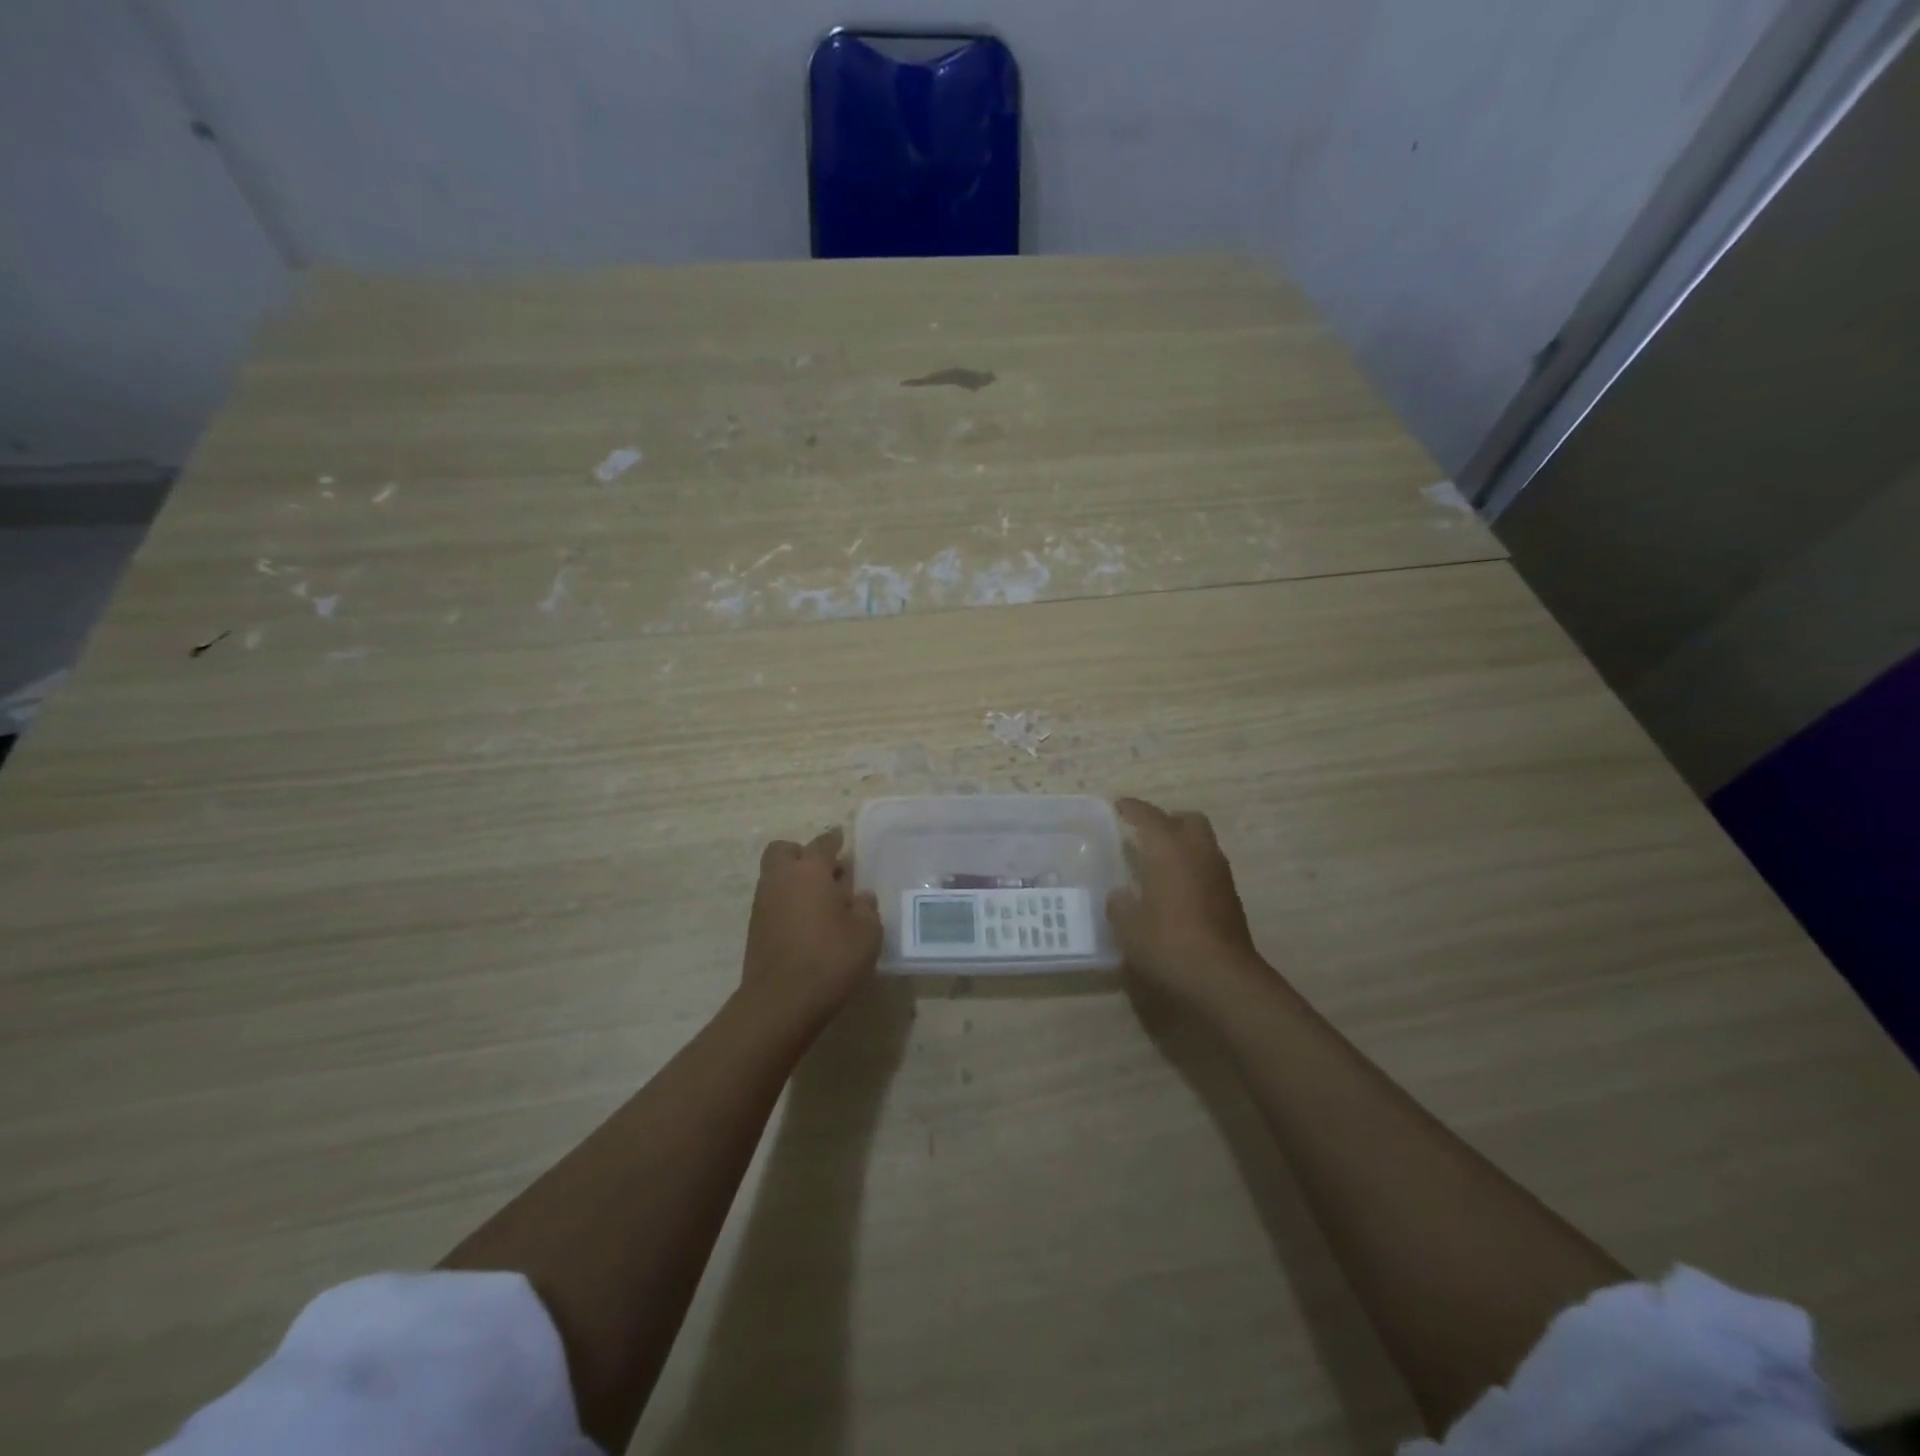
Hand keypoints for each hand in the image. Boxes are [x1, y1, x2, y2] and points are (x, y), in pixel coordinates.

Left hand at [742, 827, 881, 1025]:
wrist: (781, 1001)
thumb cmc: (831, 958)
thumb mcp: (867, 933)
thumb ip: (866, 909)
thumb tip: (861, 897)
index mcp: (810, 870)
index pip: (822, 843)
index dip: (834, 840)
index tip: (842, 839)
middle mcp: (781, 879)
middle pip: (784, 851)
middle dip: (802, 854)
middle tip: (826, 871)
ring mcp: (763, 903)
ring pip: (775, 876)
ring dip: (794, 880)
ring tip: (822, 902)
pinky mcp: (755, 928)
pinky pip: (772, 901)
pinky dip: (787, 903)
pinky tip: (808, 923)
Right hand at [1107, 798, 1269, 1009]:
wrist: (1223, 978)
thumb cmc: (1168, 943)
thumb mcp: (1129, 927)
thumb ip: (1120, 905)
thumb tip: (1120, 895)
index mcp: (1169, 849)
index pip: (1148, 816)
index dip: (1132, 809)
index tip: (1118, 806)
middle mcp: (1198, 852)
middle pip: (1187, 820)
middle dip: (1167, 821)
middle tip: (1145, 835)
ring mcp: (1219, 875)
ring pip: (1202, 843)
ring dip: (1182, 846)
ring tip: (1157, 864)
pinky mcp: (1230, 898)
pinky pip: (1207, 868)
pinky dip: (1191, 869)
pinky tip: (1174, 890)